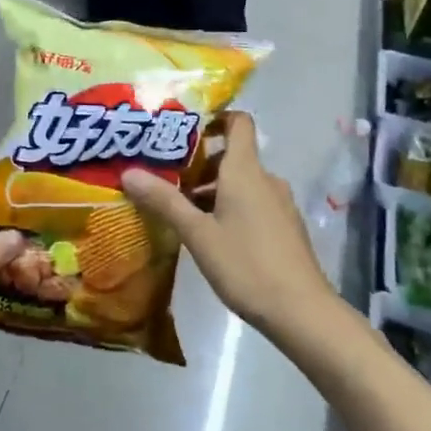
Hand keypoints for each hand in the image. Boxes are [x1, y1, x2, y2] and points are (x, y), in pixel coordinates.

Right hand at [121, 113, 336, 335]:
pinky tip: (210, 236)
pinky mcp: (285, 228)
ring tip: (181, 212)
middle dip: (200, 165)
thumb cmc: (246, 265)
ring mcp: (280, 204)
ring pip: (242, 184)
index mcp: (246, 171)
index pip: (239, 123)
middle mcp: (266, 180)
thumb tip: (129, 172)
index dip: (215, 118)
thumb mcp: (197, 234)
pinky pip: (253, 204)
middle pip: (234, 157)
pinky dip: (230, 208)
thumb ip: (165, 201)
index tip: (185, 131)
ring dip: (213, 191)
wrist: (301, 311)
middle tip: (166, 180)